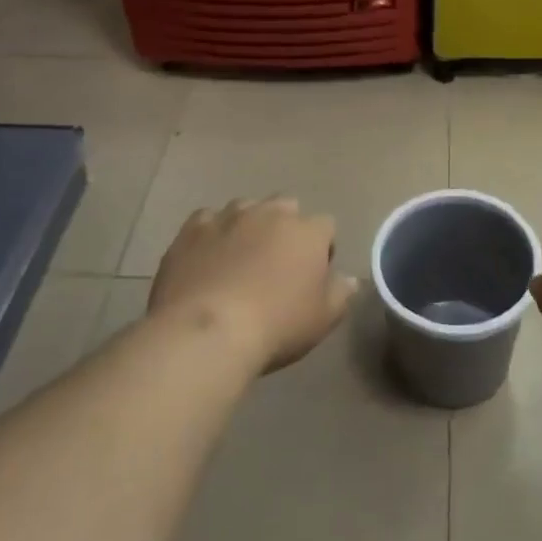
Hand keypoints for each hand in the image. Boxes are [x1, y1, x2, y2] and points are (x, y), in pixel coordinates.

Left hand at [148, 197, 355, 374]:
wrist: (206, 331)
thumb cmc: (276, 326)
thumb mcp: (323, 319)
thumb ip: (341, 293)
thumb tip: (349, 279)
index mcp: (308, 231)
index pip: (326, 227)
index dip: (322, 249)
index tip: (313, 276)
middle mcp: (271, 212)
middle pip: (286, 208)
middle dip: (286, 229)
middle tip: (277, 264)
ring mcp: (229, 216)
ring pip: (246, 209)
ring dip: (248, 227)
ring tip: (239, 260)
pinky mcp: (192, 228)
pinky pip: (207, 221)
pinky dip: (211, 234)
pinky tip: (206, 259)